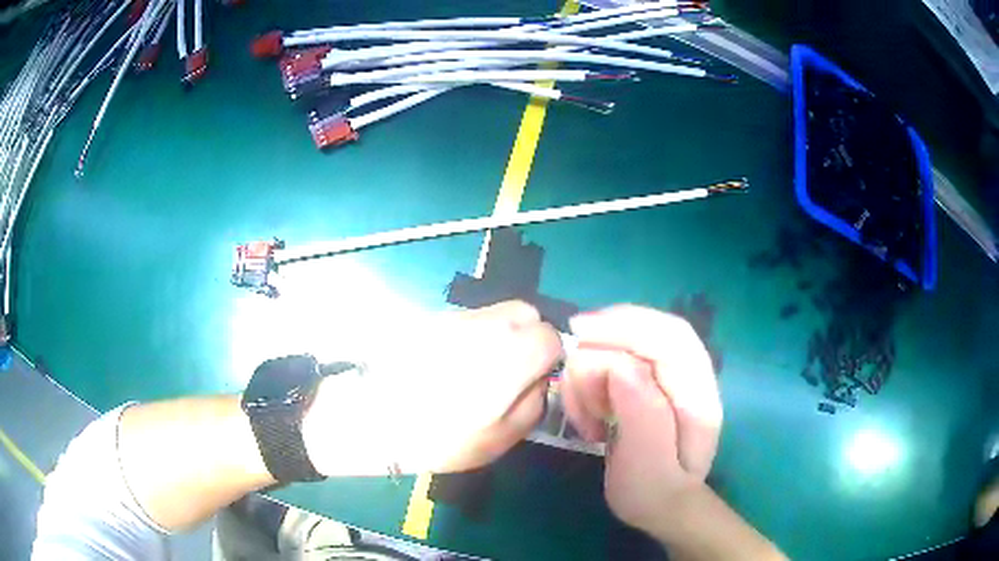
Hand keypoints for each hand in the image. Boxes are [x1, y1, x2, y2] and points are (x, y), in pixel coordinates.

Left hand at [303, 301, 561, 475]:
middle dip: (529, 337)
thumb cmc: (439, 437)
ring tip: (478, 371)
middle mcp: (487, 324)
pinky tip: (451, 366)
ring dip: (500, 336)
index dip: (549, 358)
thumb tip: (540, 379)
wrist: (369, 417)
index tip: (534, 379)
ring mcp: (456, 317)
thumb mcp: (501, 438)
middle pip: (525, 313)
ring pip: (495, 313)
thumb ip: (535, 403)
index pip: (551, 335)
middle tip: (512, 372)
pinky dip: (472, 336)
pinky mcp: (430, 319)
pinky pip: (466, 320)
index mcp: (512, 353)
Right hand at [561, 305, 721, 539]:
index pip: (671, 337)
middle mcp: (689, 377)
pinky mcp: (649, 382)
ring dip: (592, 374)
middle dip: (602, 347)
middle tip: (570, 382)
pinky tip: (590, 411)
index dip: (627, 324)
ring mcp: (669, 377)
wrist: (662, 505)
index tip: (579, 331)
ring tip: (588, 417)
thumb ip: (642, 416)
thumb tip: (620, 365)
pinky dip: (591, 380)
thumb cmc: (653, 493)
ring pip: (623, 345)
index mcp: (698, 396)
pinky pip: (612, 362)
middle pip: (646, 331)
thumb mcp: (647, 468)